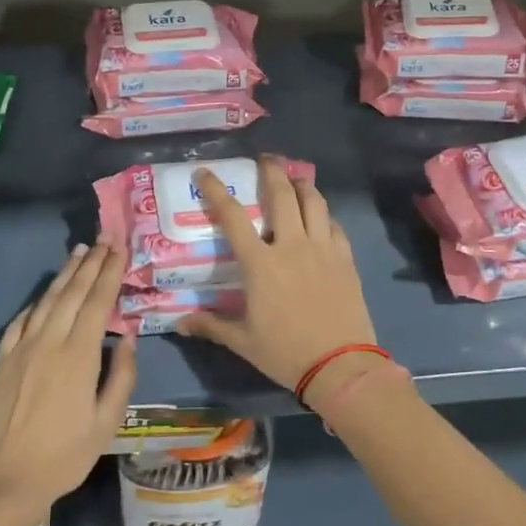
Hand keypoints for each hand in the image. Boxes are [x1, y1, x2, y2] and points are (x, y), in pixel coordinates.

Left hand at [0, 243, 136, 522]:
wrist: (5, 480)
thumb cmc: (65, 456)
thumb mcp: (107, 422)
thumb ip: (121, 376)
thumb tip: (127, 337)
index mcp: (79, 356)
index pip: (98, 302)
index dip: (110, 274)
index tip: (120, 250)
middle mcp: (49, 342)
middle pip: (73, 293)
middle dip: (91, 264)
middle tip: (104, 240)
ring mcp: (22, 348)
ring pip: (47, 300)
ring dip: (65, 274)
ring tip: (79, 252)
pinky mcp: (3, 359)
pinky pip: (22, 320)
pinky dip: (38, 301)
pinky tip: (46, 294)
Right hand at [177, 156, 381, 410]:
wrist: (341, 366)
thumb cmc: (286, 353)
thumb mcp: (243, 342)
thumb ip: (211, 326)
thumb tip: (180, 324)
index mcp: (260, 263)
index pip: (233, 217)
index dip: (217, 191)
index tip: (206, 172)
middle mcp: (291, 246)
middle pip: (281, 194)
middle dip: (271, 171)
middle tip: (265, 159)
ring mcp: (322, 250)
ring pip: (314, 203)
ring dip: (302, 184)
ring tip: (295, 178)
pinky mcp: (345, 259)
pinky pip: (335, 226)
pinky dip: (325, 215)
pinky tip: (321, 218)